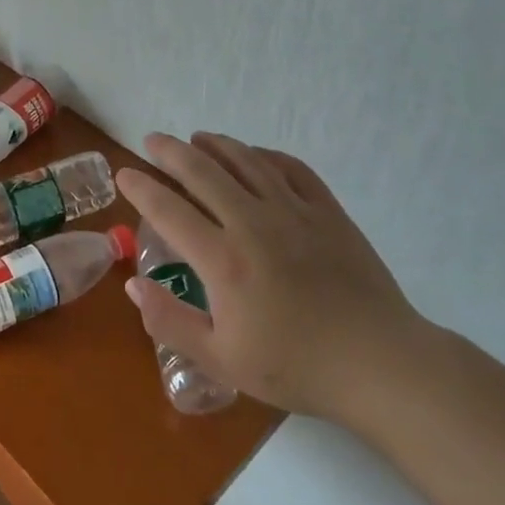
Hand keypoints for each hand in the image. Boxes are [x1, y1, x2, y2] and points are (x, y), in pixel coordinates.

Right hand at [116, 133, 430, 429]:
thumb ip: (170, 321)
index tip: (124, 173)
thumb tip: (132, 285)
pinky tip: (255, 155)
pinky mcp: (328, 212)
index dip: (141, 187)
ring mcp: (295, 212)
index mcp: (224, 260)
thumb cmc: (296, 367)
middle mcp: (254, 223)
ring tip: (197, 138)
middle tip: (152, 140)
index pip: (169, 210)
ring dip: (216, 145)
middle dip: (171, 152)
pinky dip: (266, 155)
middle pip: (203, 172)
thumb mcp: (222, 360)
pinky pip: (292, 169)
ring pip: (247, 162)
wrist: (380, 364)